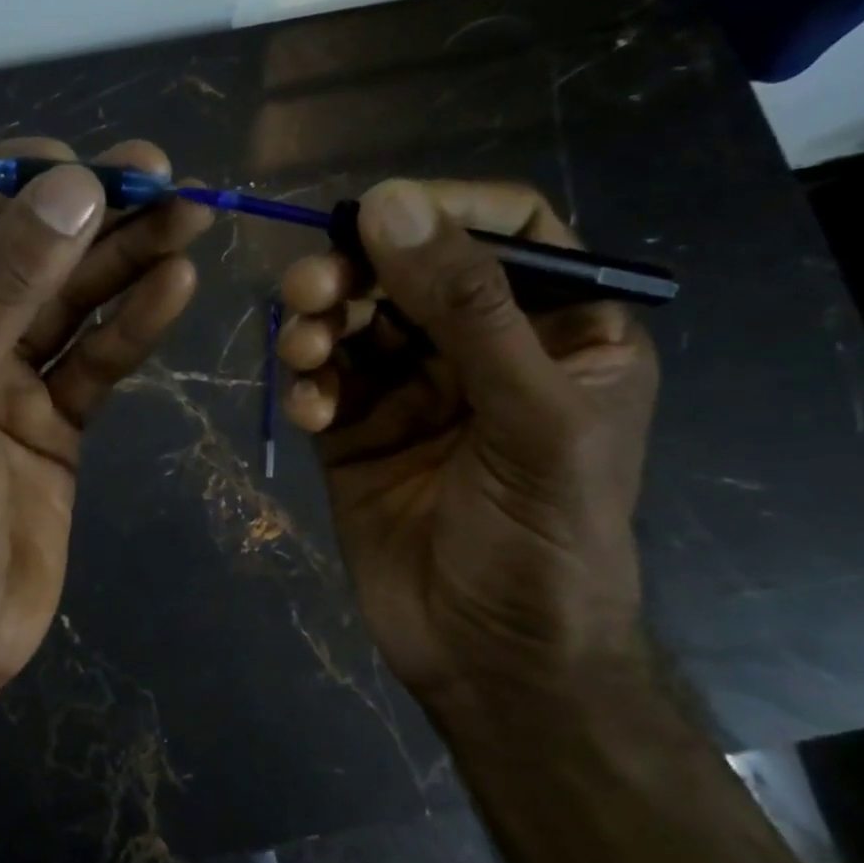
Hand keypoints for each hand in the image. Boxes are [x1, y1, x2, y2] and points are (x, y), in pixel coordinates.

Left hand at [0, 138, 212, 707]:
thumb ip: (2, 295)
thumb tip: (71, 190)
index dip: (16, 183)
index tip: (86, 171)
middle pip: (26, 250)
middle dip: (91, 212)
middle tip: (163, 175)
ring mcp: (6, 375)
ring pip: (71, 300)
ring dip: (126, 259)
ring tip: (191, 219)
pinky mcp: (53, 418)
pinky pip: (97, 358)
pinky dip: (134, 324)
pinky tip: (175, 286)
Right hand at [278, 179, 657, 711]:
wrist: (491, 659)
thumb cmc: (544, 540)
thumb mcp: (530, 417)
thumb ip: (467, 308)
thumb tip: (389, 203)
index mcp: (559, 331)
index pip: (507, 231)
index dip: (443, 210)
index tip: (376, 214)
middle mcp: (482, 350)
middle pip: (410, 271)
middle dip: (356, 272)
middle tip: (311, 288)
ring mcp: (412, 391)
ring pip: (354, 320)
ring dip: (319, 324)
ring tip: (304, 352)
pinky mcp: (356, 429)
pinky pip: (321, 379)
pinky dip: (306, 383)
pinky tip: (308, 409)